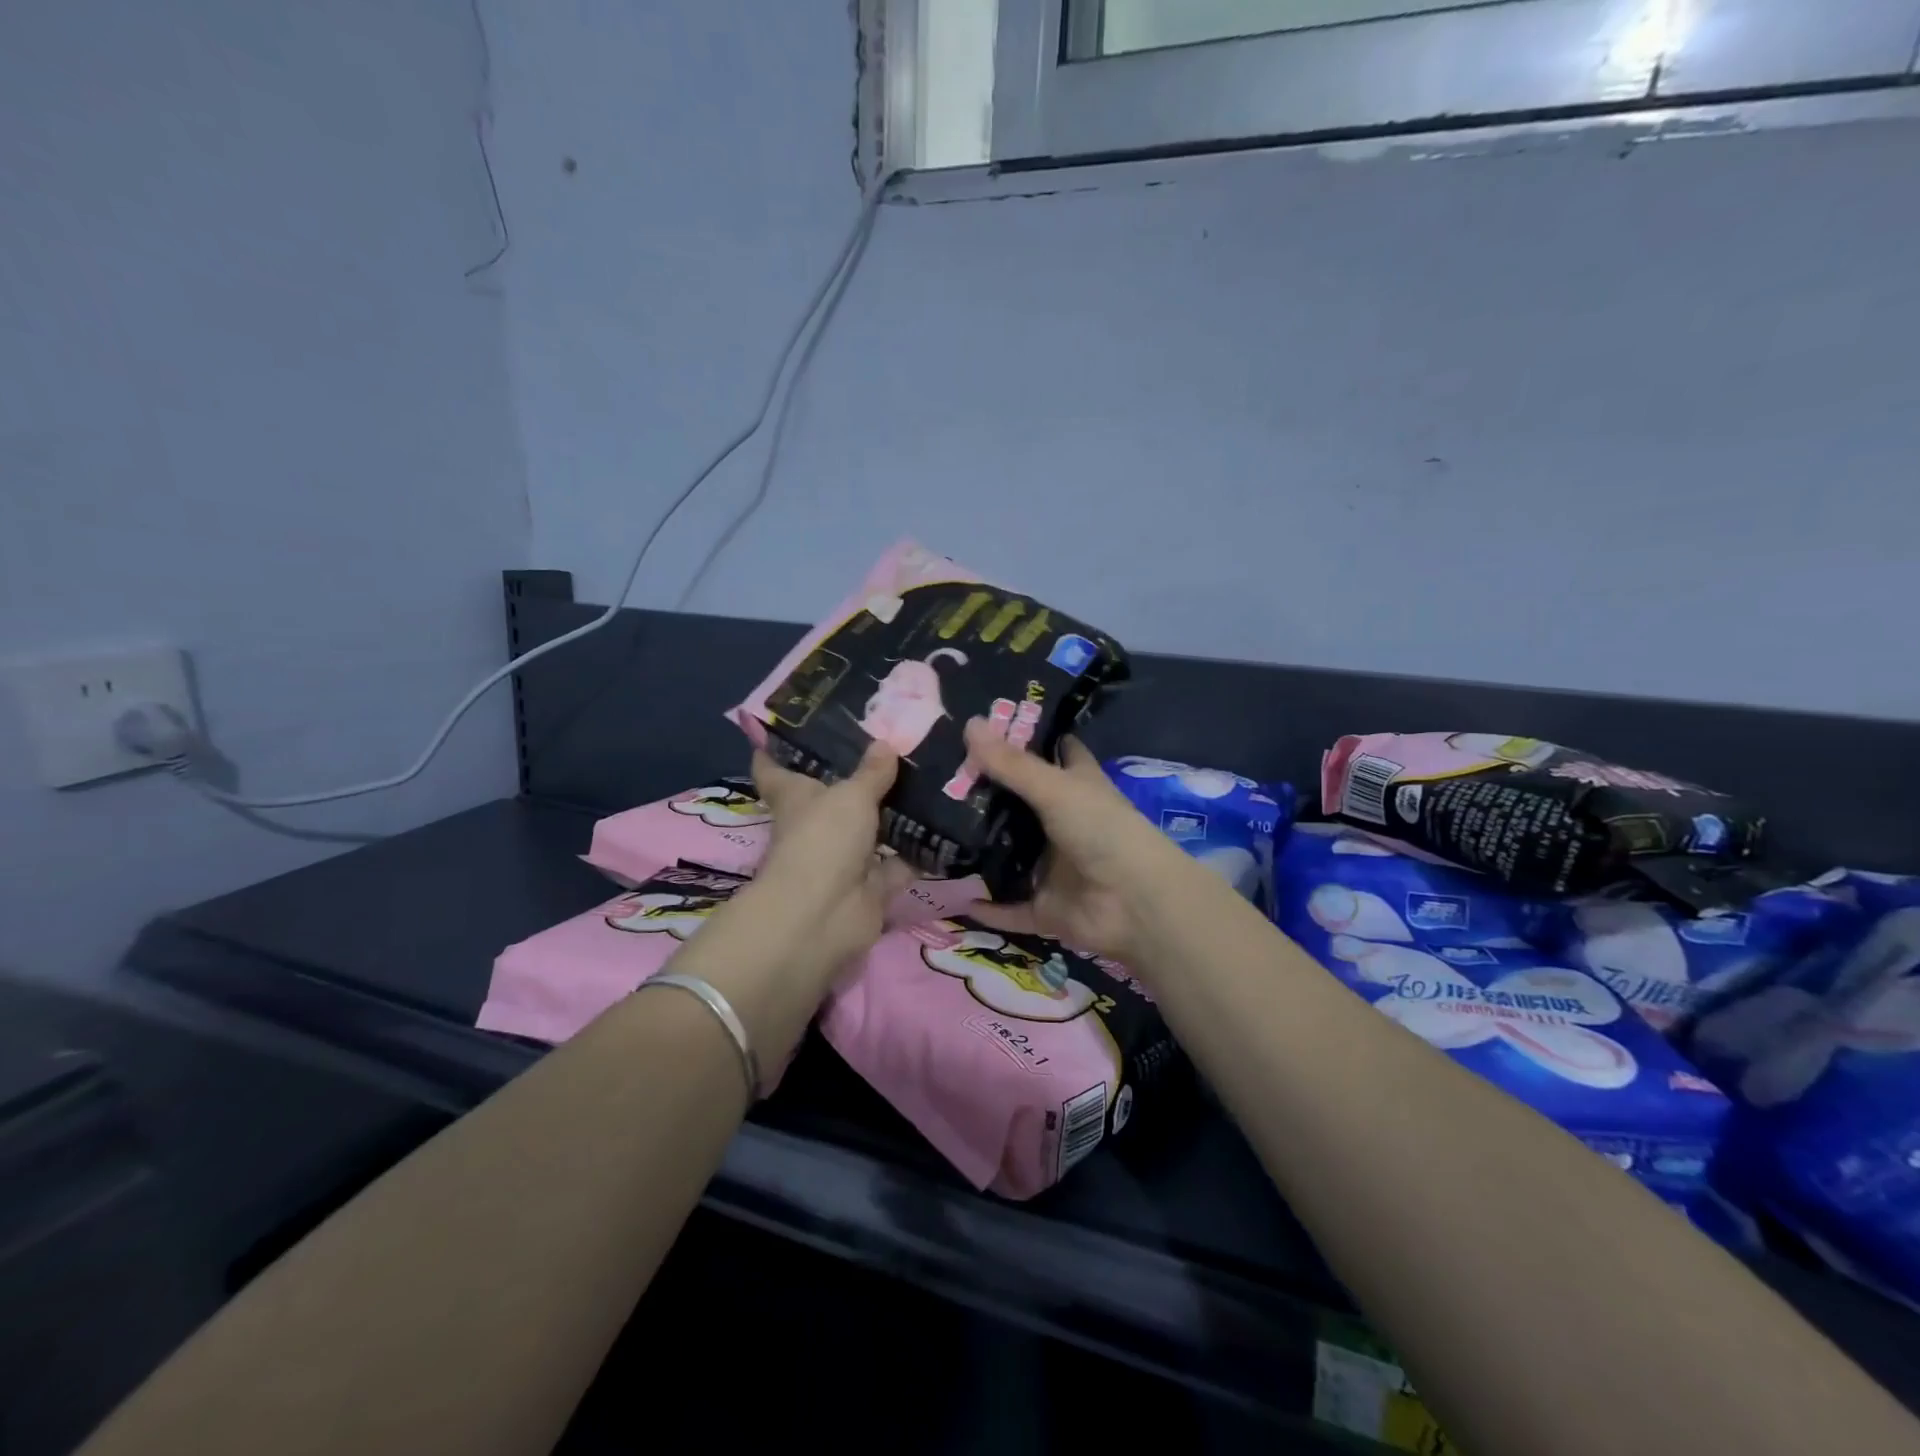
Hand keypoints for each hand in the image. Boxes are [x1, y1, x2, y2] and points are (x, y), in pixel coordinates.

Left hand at [746, 743, 915, 974]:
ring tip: (930, 782)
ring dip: (896, 815)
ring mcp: (844, 858)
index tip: (785, 731)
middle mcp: (817, 826)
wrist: (825, 915)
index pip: (775, 771)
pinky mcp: (871, 886)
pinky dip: (919, 852)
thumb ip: (872, 773)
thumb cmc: (823, 840)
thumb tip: (885, 743)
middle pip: (834, 797)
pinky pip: (899, 864)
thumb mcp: (851, 796)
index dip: (775, 751)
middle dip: (857, 778)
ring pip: (872, 830)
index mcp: (796, 798)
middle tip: (892, 747)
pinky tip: (947, 829)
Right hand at [960, 721, 1189, 963]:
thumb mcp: (1057, 789)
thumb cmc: (1104, 831)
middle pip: (1021, 804)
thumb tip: (969, 724)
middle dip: (986, 796)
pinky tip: (952, 896)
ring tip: (932, 832)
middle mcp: (1064, 824)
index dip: (1030, 739)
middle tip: (938, 781)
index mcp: (1077, 787)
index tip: (987, 729)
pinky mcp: (1045, 907)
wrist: (1136, 904)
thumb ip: (1012, 763)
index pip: (1057, 752)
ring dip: (979, 849)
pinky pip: (1009, 907)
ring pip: (1010, 856)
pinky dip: (986, 906)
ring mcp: (1054, 868)